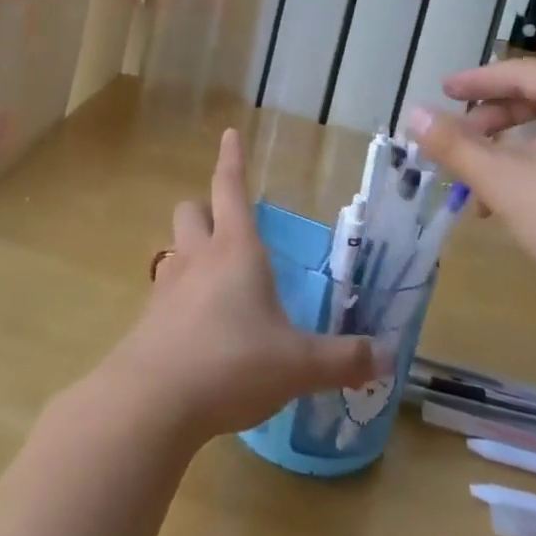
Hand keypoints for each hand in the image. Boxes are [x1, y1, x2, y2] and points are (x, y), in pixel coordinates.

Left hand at [104, 129, 379, 440]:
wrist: (152, 402)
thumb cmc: (232, 363)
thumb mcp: (298, 365)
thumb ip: (343, 359)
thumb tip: (387, 356)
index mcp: (235, 250)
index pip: (230, 188)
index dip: (232, 160)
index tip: (229, 133)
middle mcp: (198, 257)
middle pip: (192, 210)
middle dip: (207, 208)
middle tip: (227, 225)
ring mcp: (167, 286)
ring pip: (175, 247)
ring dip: (192, 250)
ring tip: (215, 278)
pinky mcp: (148, 320)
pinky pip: (165, 291)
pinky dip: (181, 296)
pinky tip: (198, 328)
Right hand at [404, 59, 535, 322]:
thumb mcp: (503, 181)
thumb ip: (454, 145)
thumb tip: (413, 114)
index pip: (520, 72)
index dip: (476, 81)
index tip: (442, 92)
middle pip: (534, 99)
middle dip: (488, 121)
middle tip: (454, 138)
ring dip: (505, 151)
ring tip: (474, 184)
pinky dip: (531, 168)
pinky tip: (509, 204)